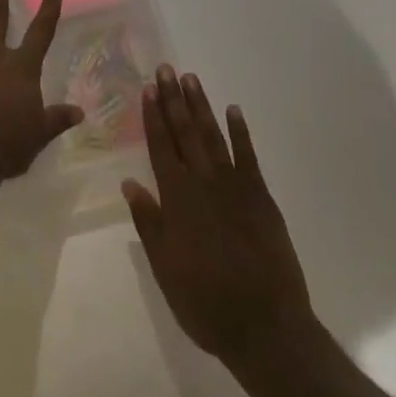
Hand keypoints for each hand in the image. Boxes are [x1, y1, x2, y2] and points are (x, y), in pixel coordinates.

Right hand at [124, 66, 314, 367]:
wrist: (265, 327)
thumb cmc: (205, 303)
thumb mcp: (165, 269)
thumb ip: (149, 223)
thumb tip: (130, 184)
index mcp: (177, 201)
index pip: (161, 149)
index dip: (153, 118)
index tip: (148, 89)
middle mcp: (204, 184)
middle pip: (185, 134)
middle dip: (173, 100)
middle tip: (166, 69)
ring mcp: (235, 187)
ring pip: (213, 137)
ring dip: (201, 107)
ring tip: (191, 79)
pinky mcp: (261, 197)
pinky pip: (249, 156)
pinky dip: (241, 132)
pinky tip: (233, 110)